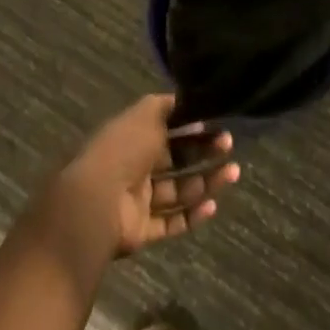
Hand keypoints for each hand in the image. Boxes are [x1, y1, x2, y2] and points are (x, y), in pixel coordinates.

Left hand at [37, 95, 239, 263]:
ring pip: (179, 190)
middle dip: (204, 152)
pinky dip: (192, 215)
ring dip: (206, 182)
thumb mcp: (146, 114)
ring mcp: (138, 200)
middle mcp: (136, 166)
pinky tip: (213, 205)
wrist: (96, 201)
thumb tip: (186, 98)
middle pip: (177, 159)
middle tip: (229, 146)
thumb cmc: (123, 150)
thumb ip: (167, 106)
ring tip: (233, 172)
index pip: (168, 128)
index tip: (217, 122)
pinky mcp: (141, 230)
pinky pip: (171, 222)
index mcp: (134, 136)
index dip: (192, 125)